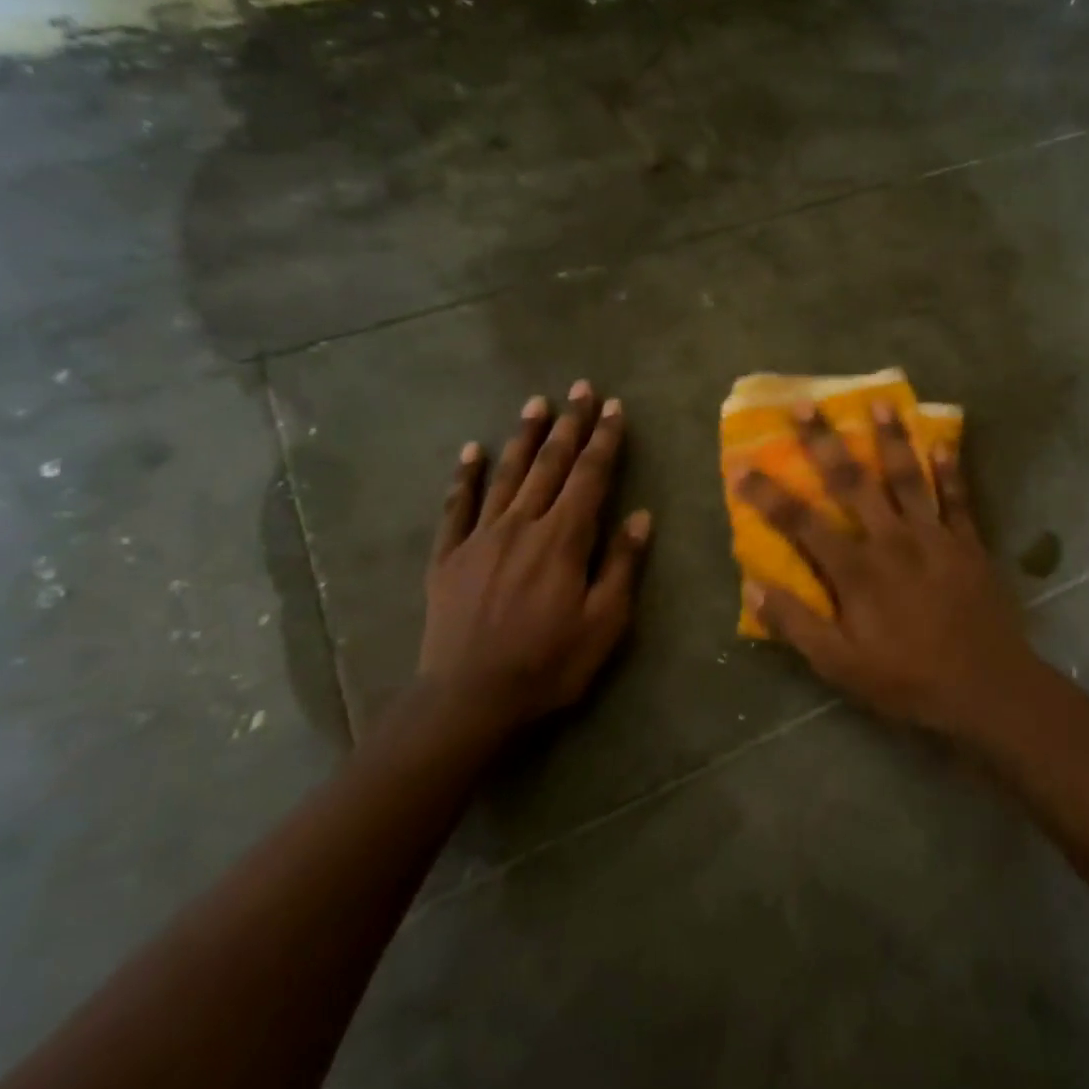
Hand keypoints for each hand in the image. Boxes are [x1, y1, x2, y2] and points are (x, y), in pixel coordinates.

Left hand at [419, 382, 651, 745]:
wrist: (469, 700)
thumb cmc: (548, 663)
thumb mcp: (605, 623)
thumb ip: (621, 565)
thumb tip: (640, 516)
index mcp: (564, 538)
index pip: (591, 476)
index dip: (605, 440)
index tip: (614, 408)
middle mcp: (522, 524)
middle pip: (550, 464)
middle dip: (570, 424)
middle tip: (580, 388)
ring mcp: (480, 537)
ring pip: (506, 475)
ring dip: (524, 437)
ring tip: (536, 404)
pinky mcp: (448, 557)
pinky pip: (456, 507)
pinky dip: (465, 476)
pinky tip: (471, 450)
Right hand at [735, 403, 1043, 736]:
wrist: (986, 688)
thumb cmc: (907, 679)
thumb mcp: (840, 665)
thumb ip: (797, 624)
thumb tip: (753, 588)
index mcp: (856, 569)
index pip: (801, 522)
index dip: (767, 494)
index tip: (741, 465)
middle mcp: (891, 540)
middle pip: (852, 482)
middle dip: (826, 442)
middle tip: (807, 405)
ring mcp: (933, 536)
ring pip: (908, 476)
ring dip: (892, 438)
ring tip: (881, 402)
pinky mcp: (967, 543)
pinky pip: (957, 497)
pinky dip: (950, 470)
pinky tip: (944, 442)